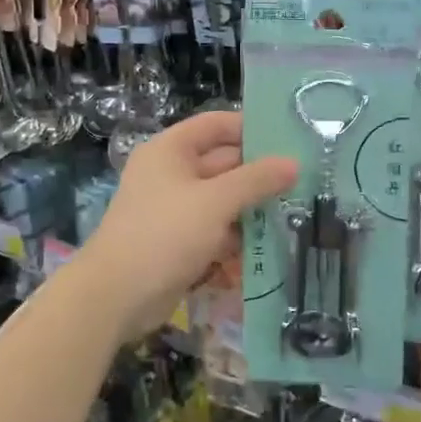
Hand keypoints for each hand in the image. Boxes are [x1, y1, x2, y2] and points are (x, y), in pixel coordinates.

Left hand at [79, 111, 297, 340]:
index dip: (251, 128)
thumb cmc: (164, 234)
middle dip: (259, 174)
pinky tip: (268, 244)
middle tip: (304, 180)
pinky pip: (215, 229)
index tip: (290, 138)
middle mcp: (171, 174)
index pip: (216, 125)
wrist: (116, 296)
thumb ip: (256, 180)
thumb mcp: (215, 202)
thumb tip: (294, 163)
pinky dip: (237, 236)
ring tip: (296, 212)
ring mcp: (175, 209)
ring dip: (252, 208)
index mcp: (170, 150)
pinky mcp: (179, 241)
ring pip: (223, 200)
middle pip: (223, 163)